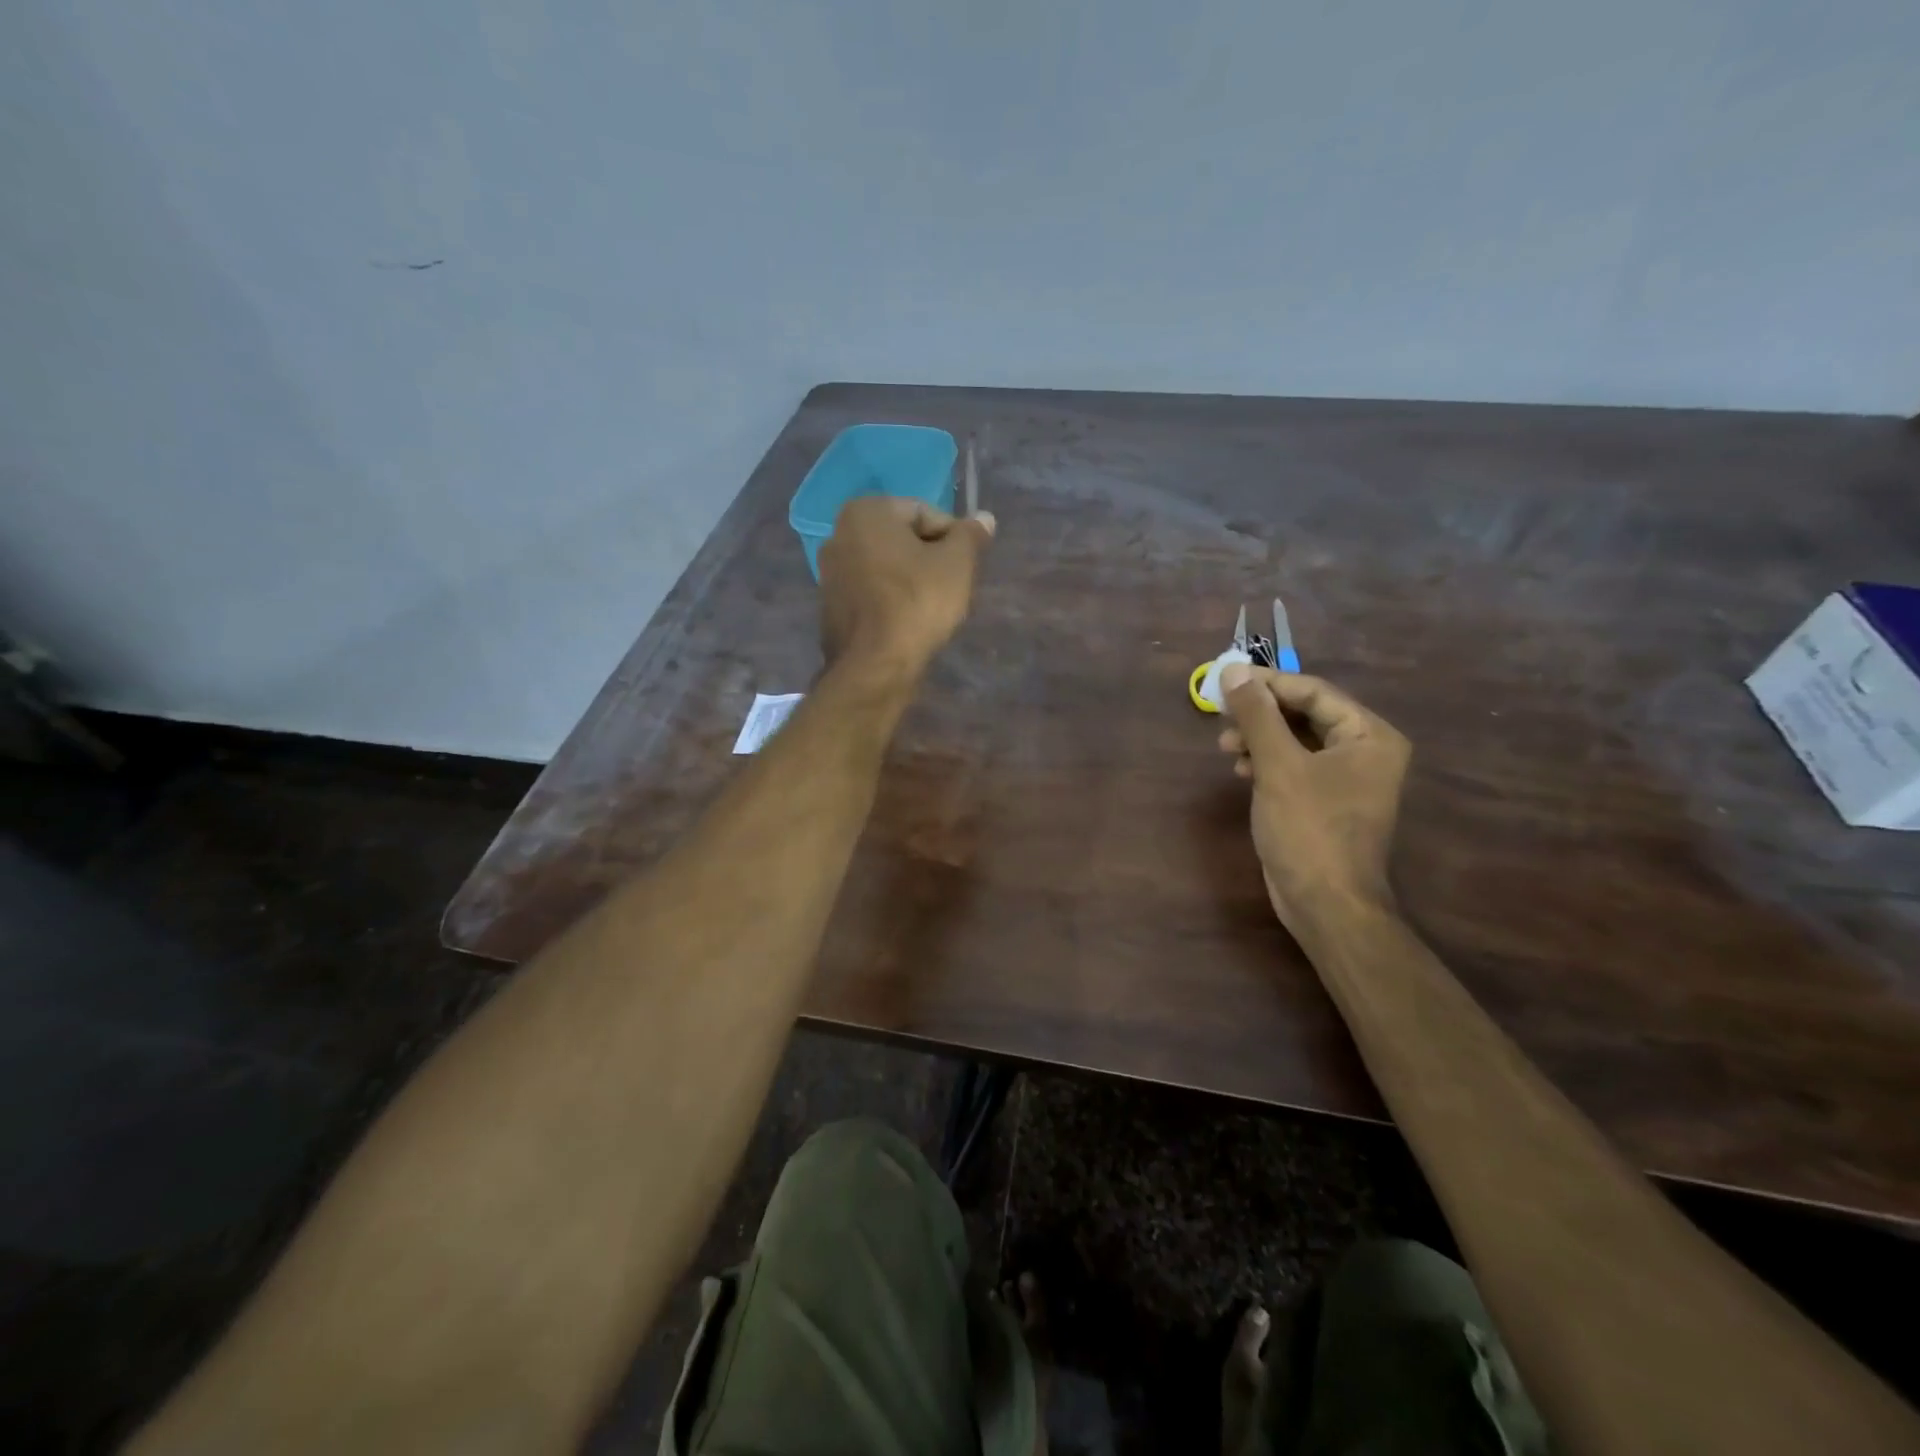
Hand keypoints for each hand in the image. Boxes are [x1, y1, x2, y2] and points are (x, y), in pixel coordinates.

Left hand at [818, 496, 995, 676]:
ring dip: (912, 580)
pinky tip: (908, 622)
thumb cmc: (918, 602)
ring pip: (888, 567)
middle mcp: (839, 533)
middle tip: (952, 587)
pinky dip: (892, 600)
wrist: (875, 664)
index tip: (965, 566)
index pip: (925, 513)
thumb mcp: (957, 563)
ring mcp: (830, 572)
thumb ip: (970, 535)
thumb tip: (984, 518)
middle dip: (930, 558)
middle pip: (903, 539)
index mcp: (866, 511)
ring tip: (932, 607)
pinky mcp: (831, 605)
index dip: (953, 538)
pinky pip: (873, 592)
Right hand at [1217, 665, 1410, 937]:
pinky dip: (1266, 762)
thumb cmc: (1309, 829)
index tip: (1224, 679)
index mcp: (1369, 735)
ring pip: (1295, 740)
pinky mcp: (1325, 801)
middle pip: (1304, 714)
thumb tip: (1233, 671)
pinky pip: (1293, 766)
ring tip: (1225, 747)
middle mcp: (1364, 751)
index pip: (1313, 691)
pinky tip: (1241, 771)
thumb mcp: (1278, 767)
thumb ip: (1257, 715)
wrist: (1325, 904)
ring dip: (1258, 738)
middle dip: (1260, 714)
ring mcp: (1346, 778)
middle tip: (1220, 715)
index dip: (1267, 683)